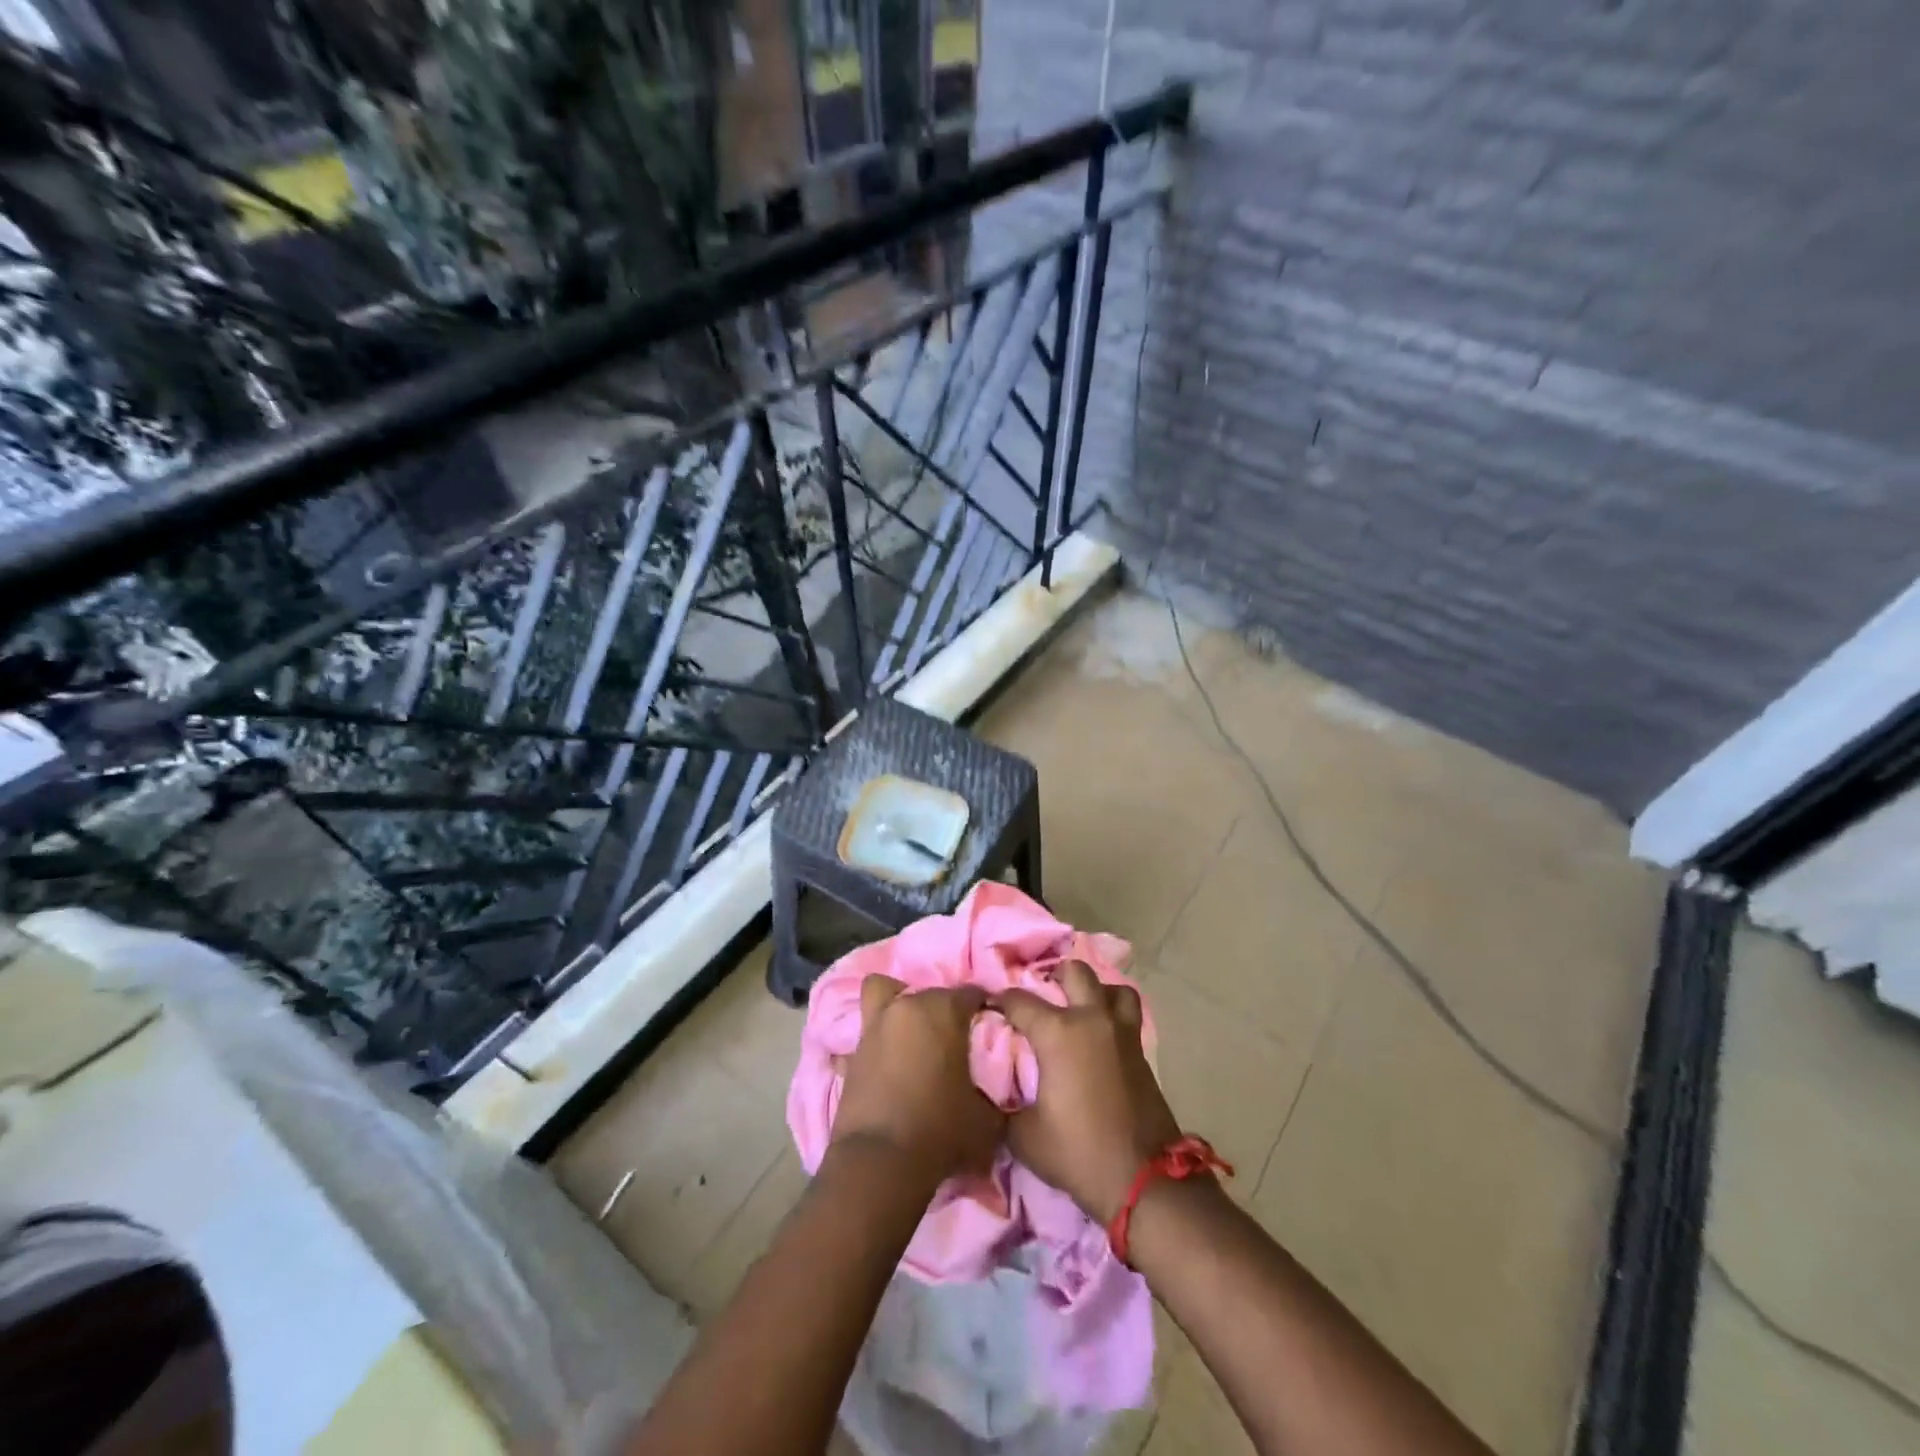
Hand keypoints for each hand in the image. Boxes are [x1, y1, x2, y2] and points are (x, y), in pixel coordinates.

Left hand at [831, 975, 1002, 1187]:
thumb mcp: (987, 1119)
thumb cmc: (941, 1131)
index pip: (972, 993)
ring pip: (884, 993)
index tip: (990, 1028)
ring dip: (899, 1005)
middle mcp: (907, 1007)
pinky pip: (867, 1034)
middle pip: (930, 993)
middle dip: (943, 1010)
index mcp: (944, 1010)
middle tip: (953, 1040)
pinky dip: (876, 1042)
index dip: (984, 1009)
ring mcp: (875, 1026)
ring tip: (912, 1034)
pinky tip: (885, 1063)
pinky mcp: (851, 1051)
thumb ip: (994, 1093)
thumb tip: (995, 1091)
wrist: (880, 1162)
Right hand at [996, 961, 1183, 1223]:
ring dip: (1095, 991)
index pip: (1018, 1000)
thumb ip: (1002, 1105)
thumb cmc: (1077, 1152)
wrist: (1142, 1179)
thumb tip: (989, 1093)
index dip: (998, 1000)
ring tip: (1080, 1007)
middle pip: (1074, 972)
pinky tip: (1101, 1035)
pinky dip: (1114, 1014)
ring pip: (1112, 988)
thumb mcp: (1023, 1136)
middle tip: (1041, 994)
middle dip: (1054, 976)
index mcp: (1057, 1032)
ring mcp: (1121, 1032)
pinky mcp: (1141, 1050)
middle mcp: (1090, 1019)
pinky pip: (1127, 1015)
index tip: (988, 1008)